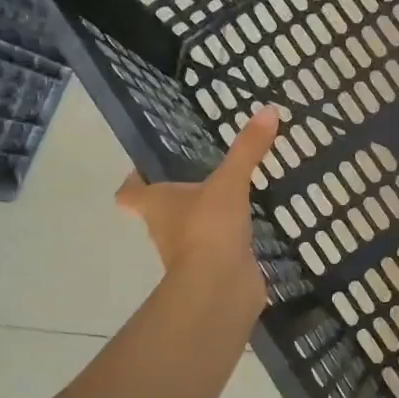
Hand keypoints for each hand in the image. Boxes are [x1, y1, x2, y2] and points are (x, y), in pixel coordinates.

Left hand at [116, 107, 280, 309]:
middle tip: (204, 172)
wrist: (220, 287)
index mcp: (156, 205)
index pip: (130, 192)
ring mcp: (189, 252)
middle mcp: (165, 229)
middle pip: (161, 209)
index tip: (147, 168)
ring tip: (233, 194)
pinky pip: (220, 247)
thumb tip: (268, 110)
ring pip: (191, 229)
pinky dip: (230, 238)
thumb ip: (247, 149)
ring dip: (206, 216)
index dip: (135, 180)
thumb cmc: (208, 229)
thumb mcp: (230, 182)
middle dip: (179, 195)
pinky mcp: (214, 267)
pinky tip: (252, 224)